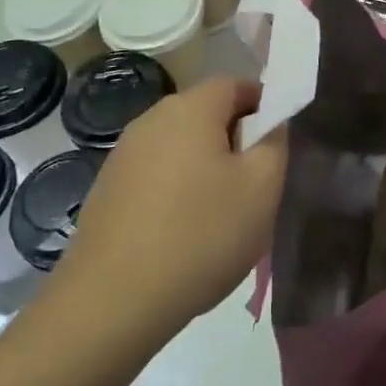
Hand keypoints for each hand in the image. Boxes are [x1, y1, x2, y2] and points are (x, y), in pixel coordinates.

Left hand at [57, 77, 286, 348]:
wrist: (112, 300)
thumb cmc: (200, 234)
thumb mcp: (262, 188)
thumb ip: (275, 143)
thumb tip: (271, 123)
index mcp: (189, 108)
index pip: (235, 84)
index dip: (264, 106)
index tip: (279, 144)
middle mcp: (150, 120)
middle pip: (205, 114)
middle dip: (235, 140)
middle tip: (257, 184)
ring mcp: (122, 156)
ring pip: (180, 147)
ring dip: (206, 168)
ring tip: (223, 214)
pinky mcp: (106, 190)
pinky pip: (156, 176)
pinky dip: (177, 192)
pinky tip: (184, 234)